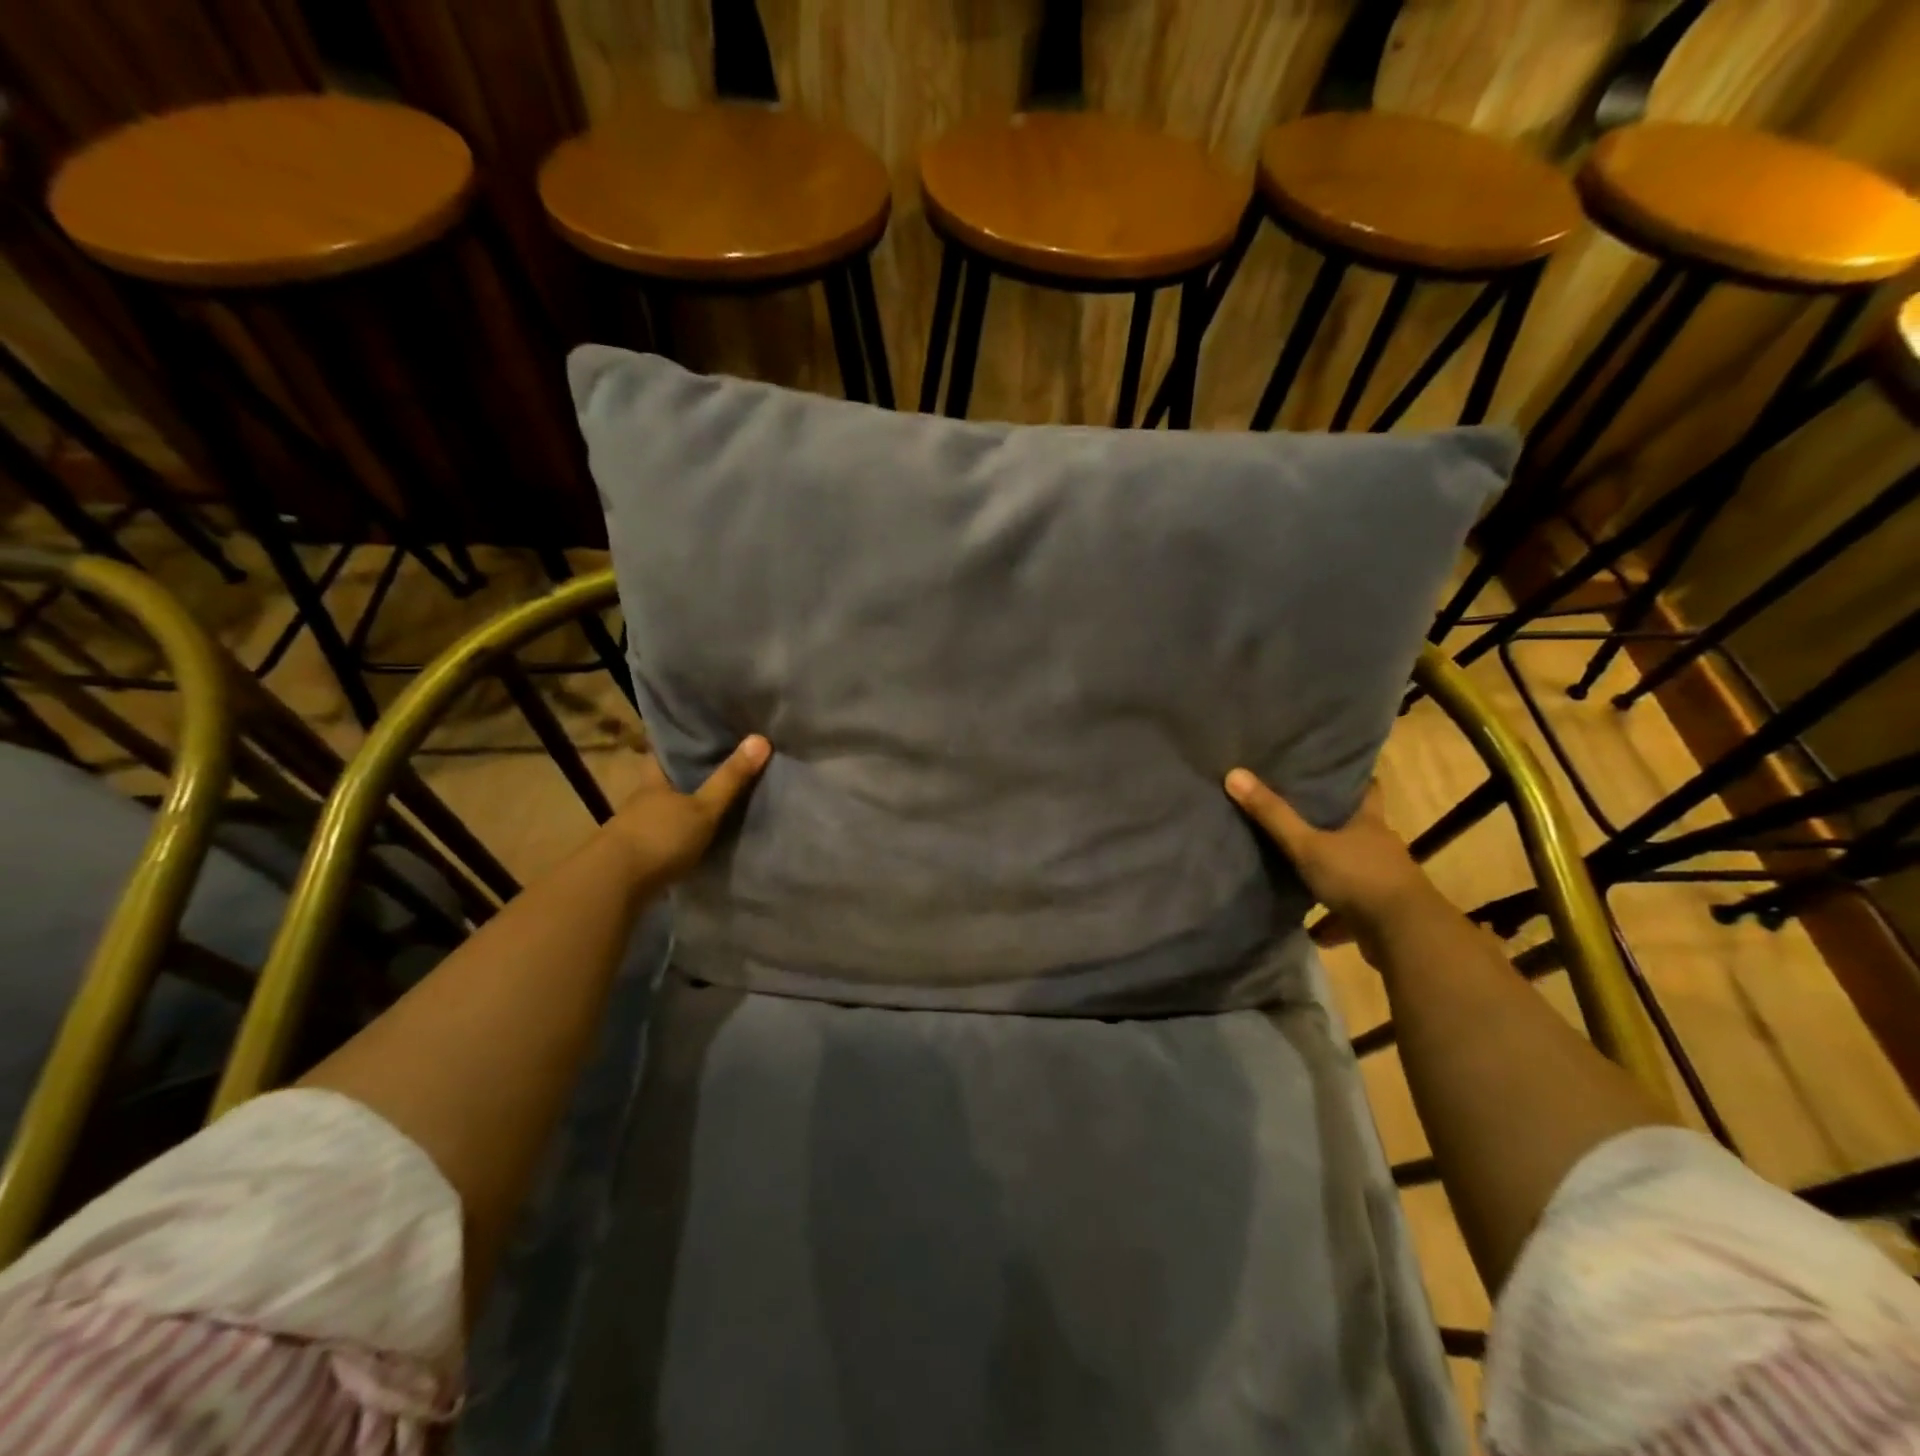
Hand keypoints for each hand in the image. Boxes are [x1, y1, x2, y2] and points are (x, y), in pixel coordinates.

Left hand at [604, 736, 770, 886]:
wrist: (614, 886)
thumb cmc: (660, 837)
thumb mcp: (704, 808)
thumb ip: (730, 779)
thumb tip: (761, 738)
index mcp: (653, 783)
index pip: (661, 755)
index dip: (677, 745)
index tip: (695, 737)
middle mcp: (640, 802)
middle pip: (662, 784)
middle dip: (682, 780)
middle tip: (713, 772)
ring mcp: (633, 831)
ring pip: (660, 813)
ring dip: (677, 812)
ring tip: (707, 809)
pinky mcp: (633, 859)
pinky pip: (659, 840)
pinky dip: (674, 839)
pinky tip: (691, 843)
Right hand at [1223, 770, 1436, 940]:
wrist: (1405, 936)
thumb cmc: (1358, 877)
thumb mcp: (1307, 845)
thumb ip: (1273, 814)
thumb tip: (1234, 773)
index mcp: (1369, 822)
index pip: (1367, 788)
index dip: (1351, 777)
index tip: (1330, 769)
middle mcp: (1380, 847)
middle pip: (1357, 827)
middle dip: (1333, 823)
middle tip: (1298, 811)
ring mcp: (1384, 881)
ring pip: (1354, 868)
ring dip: (1333, 869)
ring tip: (1299, 865)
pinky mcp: (1381, 914)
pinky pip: (1352, 910)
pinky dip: (1334, 917)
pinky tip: (1311, 926)